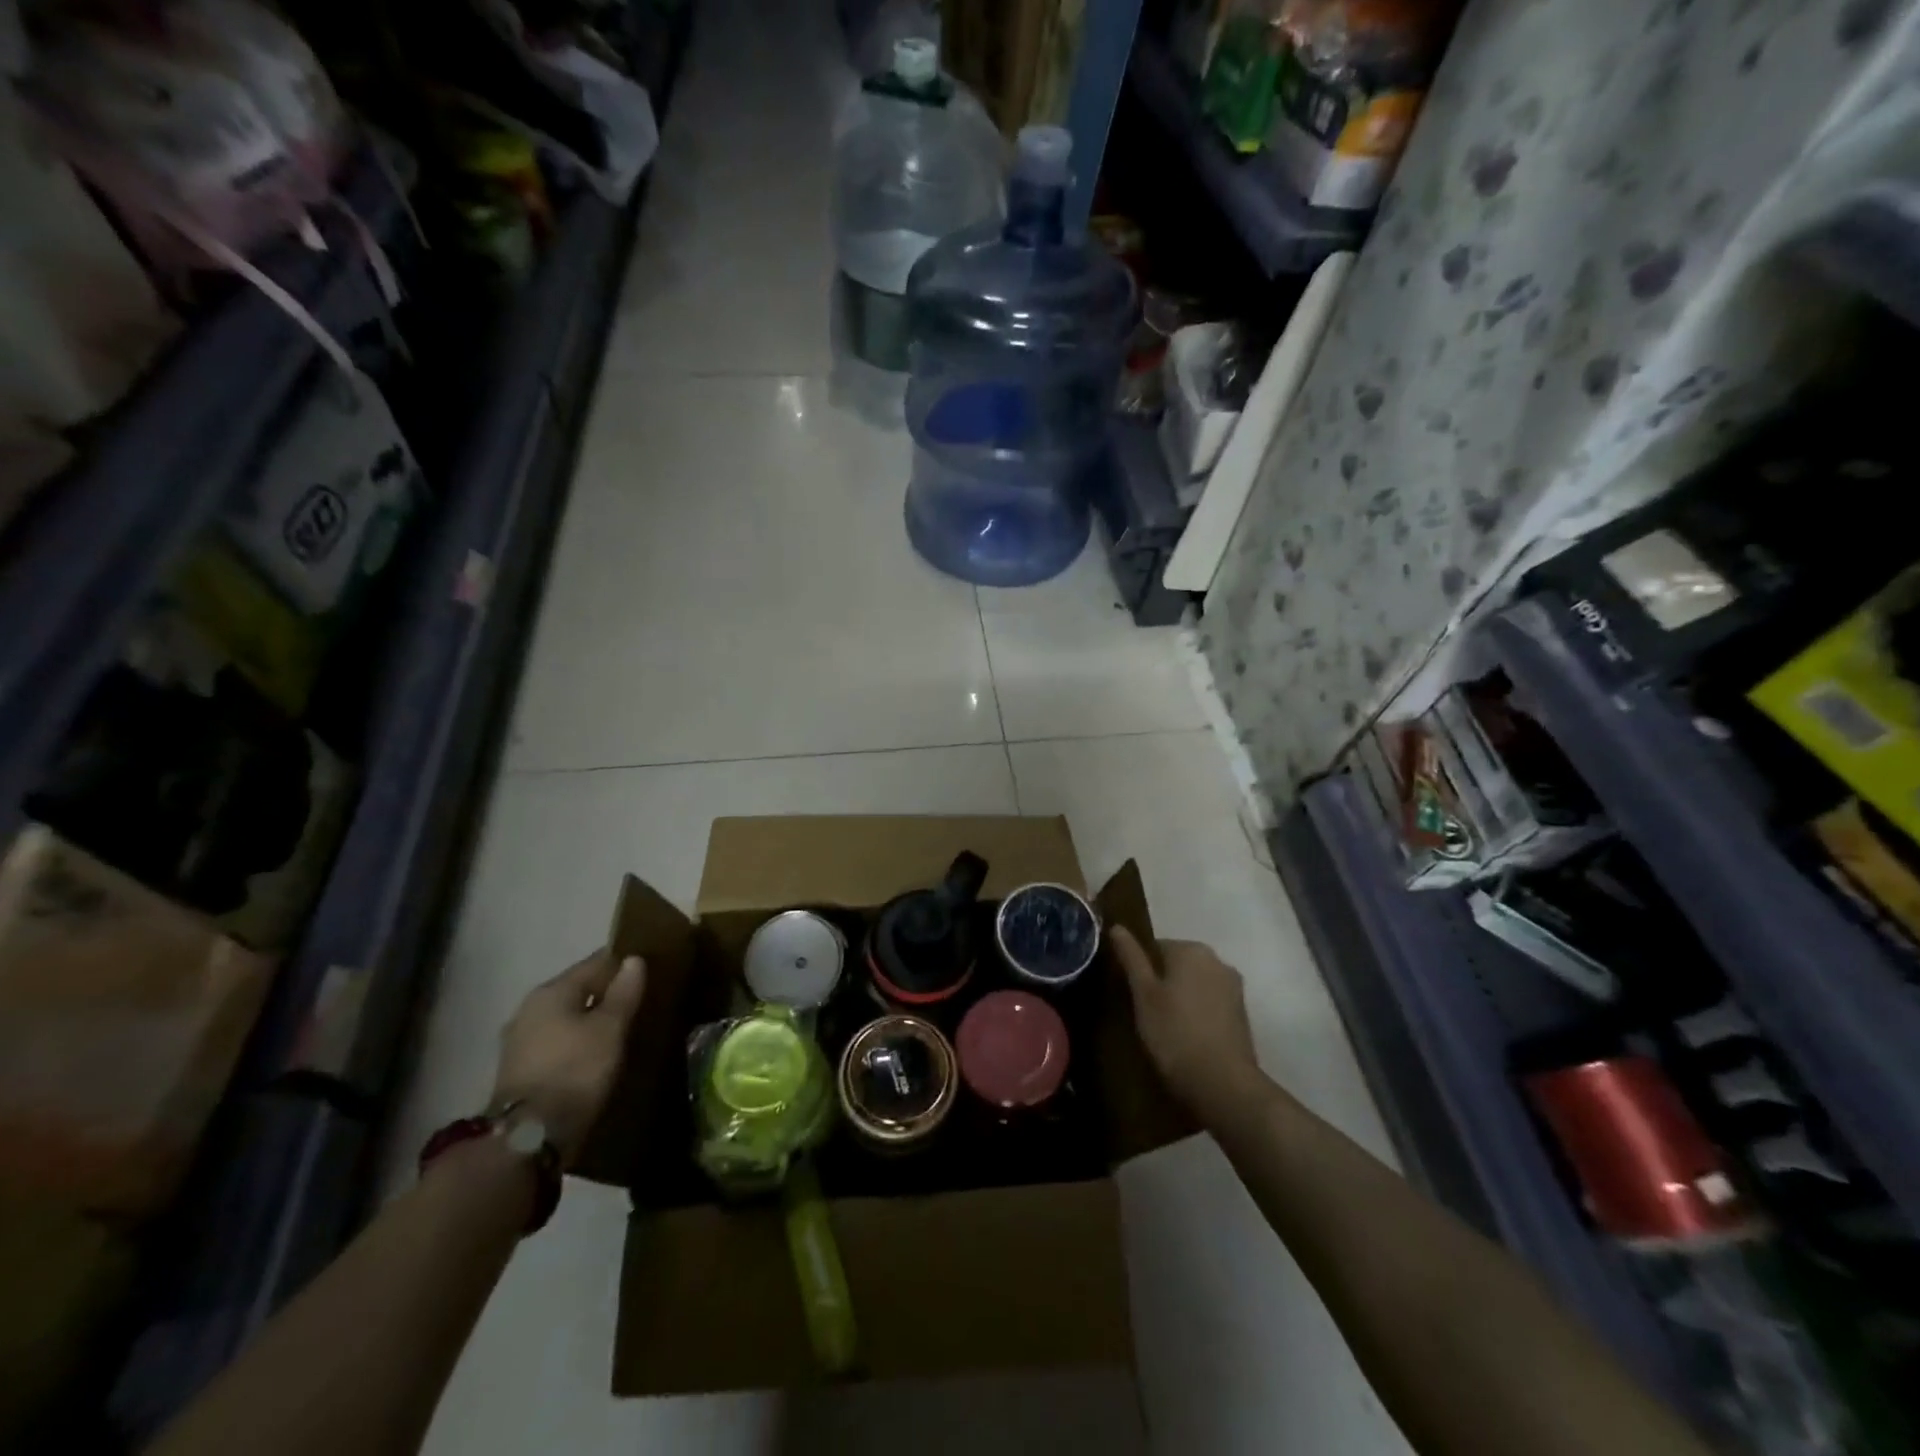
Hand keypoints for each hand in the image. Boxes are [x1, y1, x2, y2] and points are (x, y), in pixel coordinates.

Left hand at [492, 950, 646, 1166]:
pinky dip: (576, 1043)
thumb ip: (623, 992)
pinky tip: (594, 1054)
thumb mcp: (610, 1029)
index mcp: (551, 991)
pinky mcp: (518, 1071)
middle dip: (605, 994)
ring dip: (589, 1021)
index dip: (623, 964)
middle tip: (637, 1002)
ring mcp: (519, 1041)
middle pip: (577, 990)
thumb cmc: (575, 1070)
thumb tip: (634, 960)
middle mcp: (529, 1009)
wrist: (528, 1136)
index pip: (595, 963)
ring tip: (619, 1030)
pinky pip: (556, 1043)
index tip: (648, 970)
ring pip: (565, 1018)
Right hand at [1111, 927, 1265, 1123]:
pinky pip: (1210, 1002)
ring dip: (1181, 997)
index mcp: (1191, 949)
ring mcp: (1234, 987)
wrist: (1223, 1084)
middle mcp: (1217, 960)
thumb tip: (1117, 926)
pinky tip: (1186, 1035)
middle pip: (1178, 963)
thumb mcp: (1143, 994)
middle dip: (1162, 981)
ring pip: (1195, 983)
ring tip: (1164, 1026)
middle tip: (1144, 1011)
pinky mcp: (1242, 1013)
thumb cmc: (1174, 1033)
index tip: (1131, 994)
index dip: (1140, 970)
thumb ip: (1131, 957)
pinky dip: (1198, 1012)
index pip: (1155, 946)